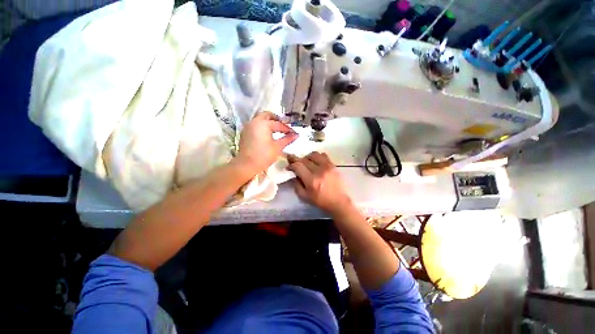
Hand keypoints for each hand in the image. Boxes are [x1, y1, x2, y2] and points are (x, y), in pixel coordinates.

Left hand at [236, 111, 297, 174]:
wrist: (247, 165)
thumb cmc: (264, 155)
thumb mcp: (278, 147)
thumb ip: (287, 139)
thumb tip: (296, 135)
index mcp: (264, 123)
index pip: (279, 124)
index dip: (288, 129)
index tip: (294, 133)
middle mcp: (255, 121)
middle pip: (267, 115)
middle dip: (277, 120)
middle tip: (284, 127)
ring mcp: (248, 126)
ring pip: (260, 119)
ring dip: (269, 122)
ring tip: (276, 130)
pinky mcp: (245, 133)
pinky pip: (255, 125)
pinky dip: (262, 127)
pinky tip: (267, 135)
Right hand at [288, 152, 351, 213]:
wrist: (339, 202)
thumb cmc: (320, 201)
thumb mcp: (304, 197)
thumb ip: (296, 185)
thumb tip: (293, 174)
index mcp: (311, 180)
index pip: (298, 165)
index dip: (291, 164)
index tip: (289, 167)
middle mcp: (319, 171)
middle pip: (304, 159)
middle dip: (297, 160)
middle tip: (295, 163)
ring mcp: (327, 166)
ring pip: (313, 154)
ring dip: (307, 157)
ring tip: (307, 163)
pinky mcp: (333, 165)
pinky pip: (323, 155)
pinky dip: (317, 157)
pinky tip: (316, 162)